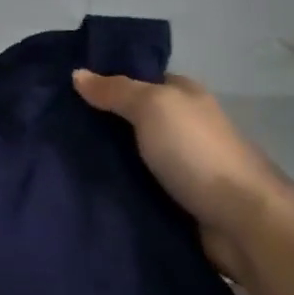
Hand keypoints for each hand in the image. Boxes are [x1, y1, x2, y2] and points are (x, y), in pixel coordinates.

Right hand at [72, 70, 293, 281]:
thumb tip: (77, 73)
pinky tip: (83, 189)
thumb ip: (116, 91)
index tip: (63, 90)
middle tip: (52, 127)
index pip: (138, 80)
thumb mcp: (153, 107)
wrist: (241, 221)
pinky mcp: (175, 201)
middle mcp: (182, 126)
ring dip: (103, 159)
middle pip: (130, 119)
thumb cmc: (196, 152)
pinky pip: (136, 187)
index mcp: (183, 96)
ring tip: (57, 160)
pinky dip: (115, 188)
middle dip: (97, 123)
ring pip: (130, 155)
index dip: (105, 82)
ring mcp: (179, 165)